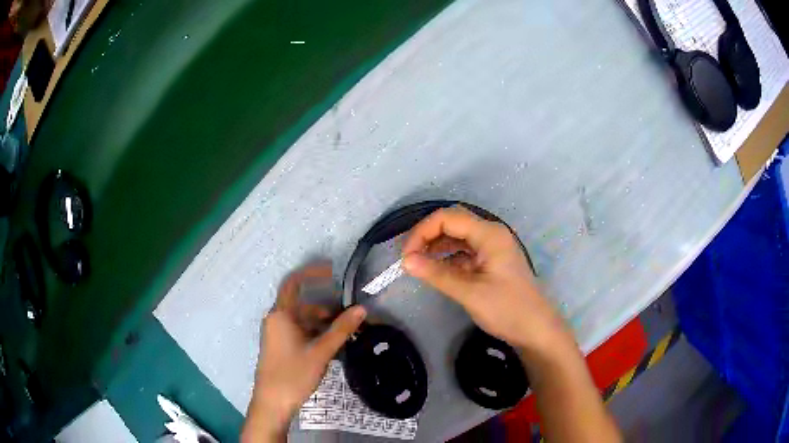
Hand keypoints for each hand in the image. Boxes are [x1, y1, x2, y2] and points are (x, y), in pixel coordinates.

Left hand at [242, 264, 365, 441]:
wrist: (273, 402)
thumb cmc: (293, 374)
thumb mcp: (320, 351)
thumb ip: (341, 329)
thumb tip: (361, 309)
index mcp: (281, 315)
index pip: (294, 283)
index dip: (313, 273)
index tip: (334, 273)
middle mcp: (277, 319)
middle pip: (303, 304)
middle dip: (327, 307)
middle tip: (351, 313)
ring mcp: (278, 333)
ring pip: (303, 319)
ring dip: (324, 322)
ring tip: (348, 331)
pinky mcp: (281, 345)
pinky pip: (300, 331)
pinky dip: (316, 332)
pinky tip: (334, 344)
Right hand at [401, 206, 565, 352]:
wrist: (535, 330)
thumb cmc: (507, 309)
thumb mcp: (469, 292)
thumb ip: (437, 274)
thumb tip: (405, 261)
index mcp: (489, 234)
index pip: (448, 218)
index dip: (422, 232)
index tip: (406, 256)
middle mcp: (491, 234)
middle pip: (453, 223)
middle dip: (428, 237)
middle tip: (409, 259)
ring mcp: (492, 247)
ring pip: (458, 237)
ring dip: (437, 247)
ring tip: (418, 265)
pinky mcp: (491, 261)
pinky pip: (465, 252)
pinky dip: (448, 258)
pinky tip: (437, 272)